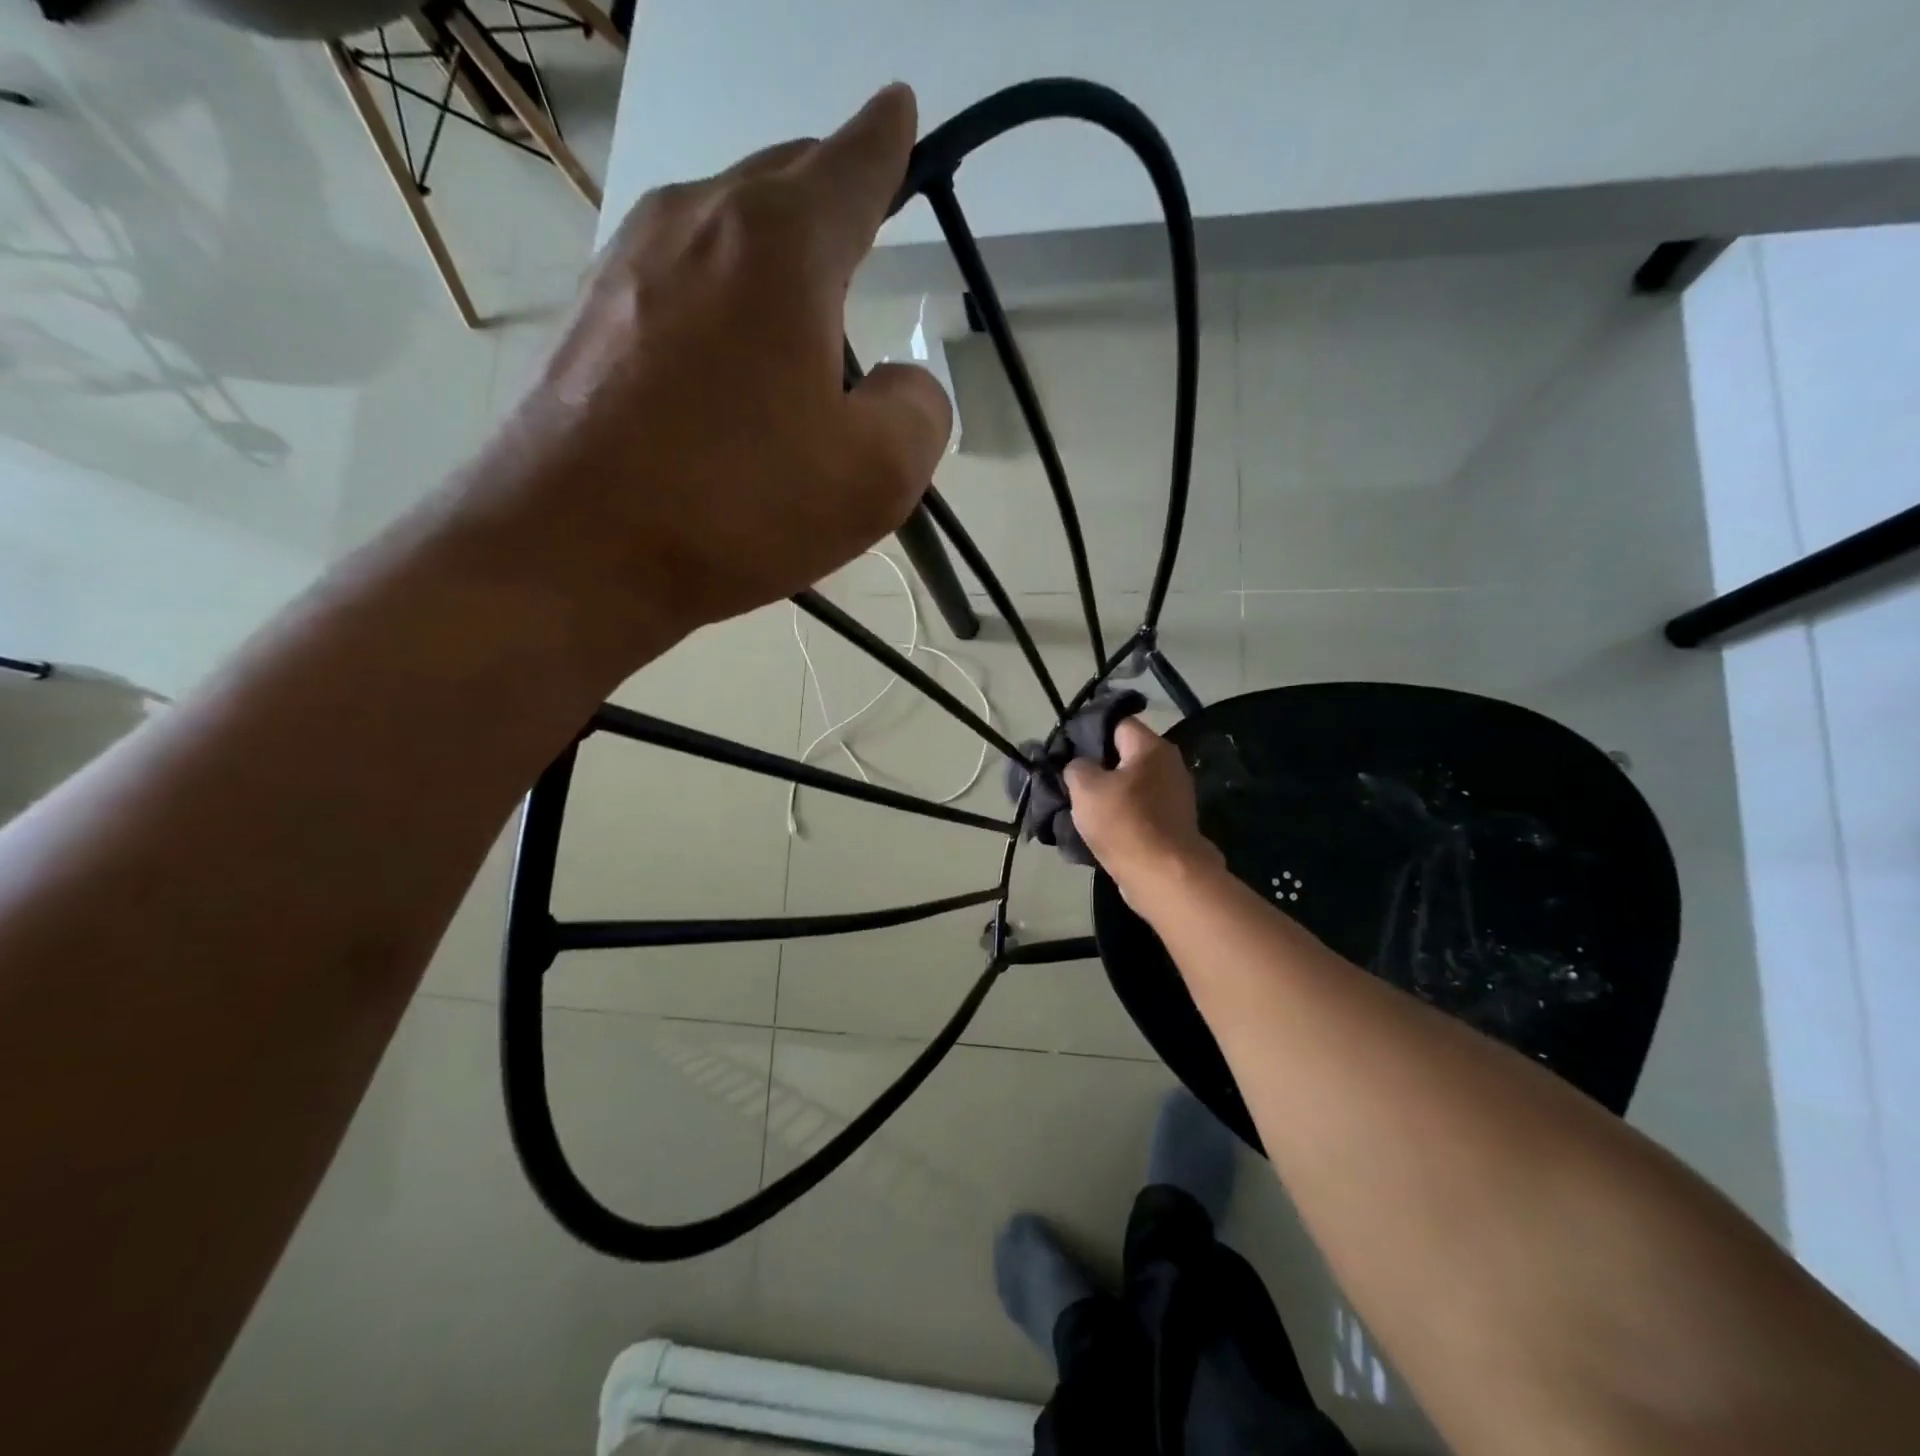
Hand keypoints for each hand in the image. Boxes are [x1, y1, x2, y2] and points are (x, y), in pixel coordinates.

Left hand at [470, 83, 951, 661]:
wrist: (573, 548)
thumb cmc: (738, 504)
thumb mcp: (876, 476)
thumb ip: (919, 411)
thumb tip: (899, 383)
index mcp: (781, 244)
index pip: (852, 162)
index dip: (886, 140)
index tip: (899, 111)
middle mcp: (697, 221)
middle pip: (782, 182)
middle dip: (829, 197)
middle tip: (859, 236)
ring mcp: (629, 261)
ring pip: (724, 228)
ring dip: (771, 258)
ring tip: (798, 321)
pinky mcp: (589, 315)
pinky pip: (678, 281)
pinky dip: (719, 301)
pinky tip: (726, 364)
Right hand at [1064, 718, 1221, 903]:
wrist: (1164, 876)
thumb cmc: (1124, 822)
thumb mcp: (1085, 788)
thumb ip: (1076, 767)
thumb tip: (1080, 767)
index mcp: (1151, 747)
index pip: (1117, 724)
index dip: (1090, 733)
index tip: (1067, 750)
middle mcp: (1169, 765)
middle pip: (1125, 755)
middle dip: (1098, 766)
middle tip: (1071, 781)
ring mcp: (1175, 796)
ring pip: (1132, 785)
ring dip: (1109, 795)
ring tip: (1082, 808)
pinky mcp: (1173, 823)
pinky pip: (1140, 810)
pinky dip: (1123, 816)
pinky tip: (1102, 829)